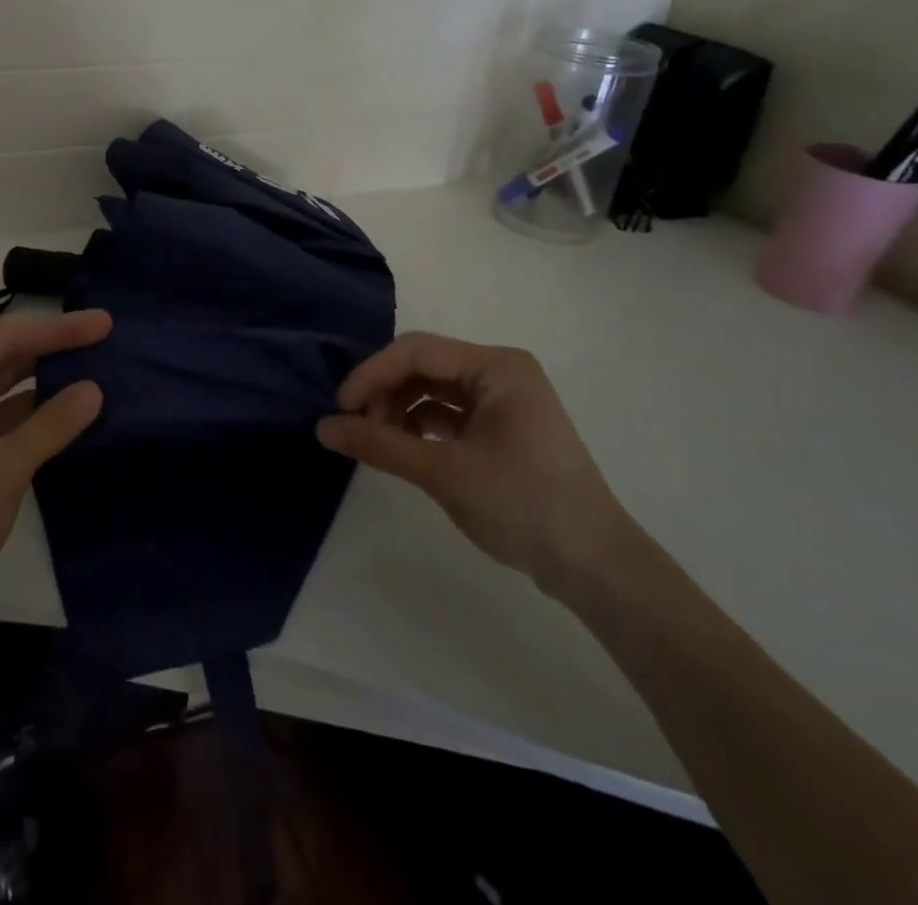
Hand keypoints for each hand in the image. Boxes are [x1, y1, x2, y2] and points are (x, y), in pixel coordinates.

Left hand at [0, 310, 111, 662]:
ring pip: (0, 399)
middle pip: (0, 364)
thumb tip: (94, 389)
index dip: (58, 329)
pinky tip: (67, 424)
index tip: (104, 323)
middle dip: (51, 353)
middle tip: (103, 343)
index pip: (4, 341)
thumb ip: (50, 425)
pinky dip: (31, 426)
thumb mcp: (1, 470)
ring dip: (43, 390)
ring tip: (94, 377)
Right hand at [318, 333, 635, 594]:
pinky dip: (420, 427)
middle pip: (424, 367)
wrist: (595, 566)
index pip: (417, 351)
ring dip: (399, 410)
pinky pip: (448, 413)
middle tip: (358, 430)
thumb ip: (379, 445)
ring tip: (378, 444)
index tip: (340, 408)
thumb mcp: (443, 472)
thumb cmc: (522, 505)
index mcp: (496, 366)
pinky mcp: (502, 428)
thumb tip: (322, 428)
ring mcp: (504, 401)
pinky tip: (404, 449)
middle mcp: (500, 372)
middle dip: (385, 393)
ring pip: (433, 390)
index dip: (372, 374)